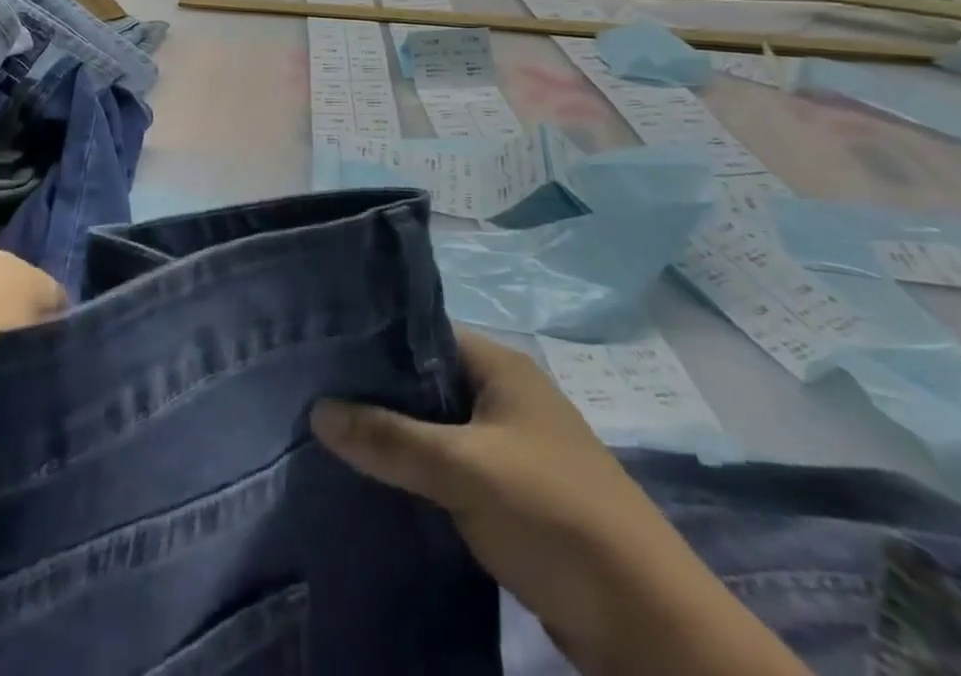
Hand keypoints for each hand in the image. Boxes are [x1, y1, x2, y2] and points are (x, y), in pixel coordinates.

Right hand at [313, 330, 809, 675]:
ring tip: (329, 439)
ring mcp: (509, 447)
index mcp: (501, 367)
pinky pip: (450, 470)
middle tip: (312, 398)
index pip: (422, 334)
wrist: (647, 626)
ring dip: (394, 439)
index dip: (373, 342)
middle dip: (375, 395)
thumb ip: (391, 439)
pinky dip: (416, 475)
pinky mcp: (510, 495)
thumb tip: (317, 409)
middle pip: (426, 383)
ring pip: (436, 430)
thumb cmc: (556, 518)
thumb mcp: (467, 471)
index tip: (319, 356)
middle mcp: (504, 396)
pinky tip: (373, 484)